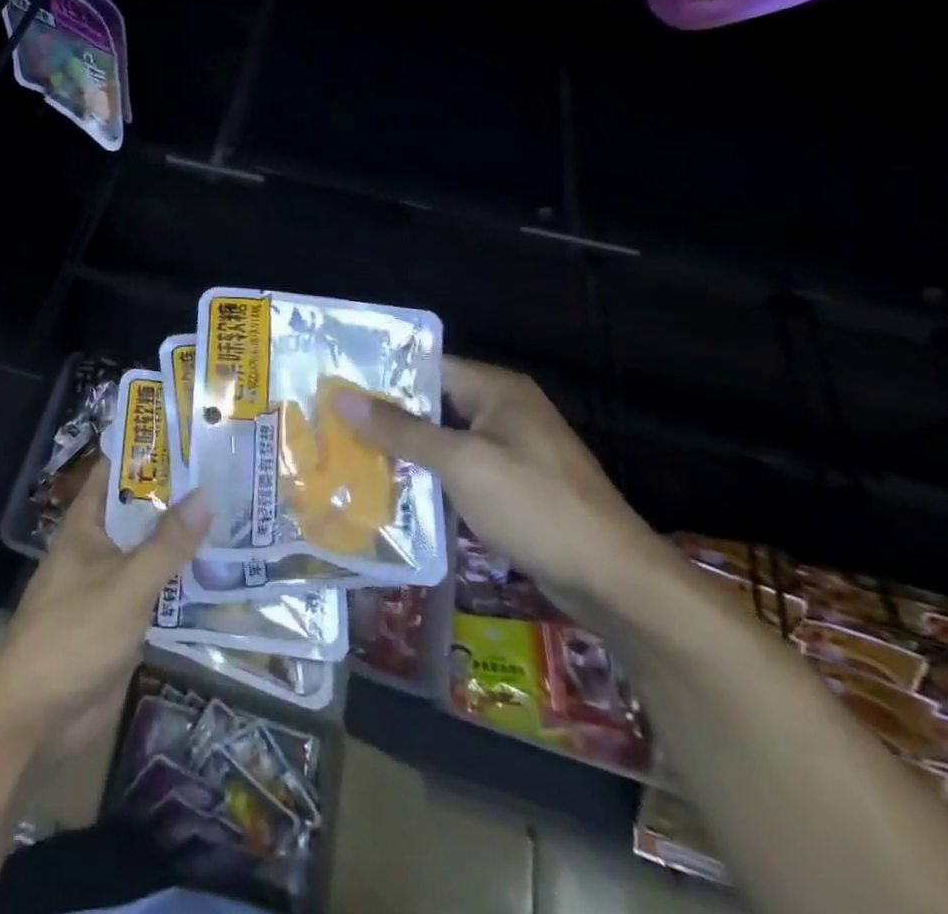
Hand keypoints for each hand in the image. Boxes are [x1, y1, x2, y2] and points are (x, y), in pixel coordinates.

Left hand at [0, 464, 209, 758]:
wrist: (36, 714)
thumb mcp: (126, 583)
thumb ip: (167, 544)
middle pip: (139, 513)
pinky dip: (182, 584)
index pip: (115, 473)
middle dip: (176, 498)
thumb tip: (205, 494)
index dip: (146, 452)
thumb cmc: (75, 633)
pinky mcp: (122, 623)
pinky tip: (220, 577)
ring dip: (183, 543)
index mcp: (87, 526)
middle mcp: (98, 548)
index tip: (187, 435)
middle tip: (227, 477)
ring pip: (151, 554)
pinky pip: (156, 593)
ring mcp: (110, 586)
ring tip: (235, 519)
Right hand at [329, 356, 664, 613]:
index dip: (382, 376)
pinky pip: (460, 469)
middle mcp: (504, 410)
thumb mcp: (460, 463)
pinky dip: (430, 476)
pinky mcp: (514, 486)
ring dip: (405, 450)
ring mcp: (512, 450)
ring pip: (444, 439)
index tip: (335, 388)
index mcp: (497, 389)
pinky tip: (393, 492)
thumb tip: (342, 398)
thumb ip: (400, 429)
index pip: (427, 367)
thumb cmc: (535, 506)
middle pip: (433, 403)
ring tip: (350, 457)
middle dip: (387, 416)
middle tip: (332, 424)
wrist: (615, 581)